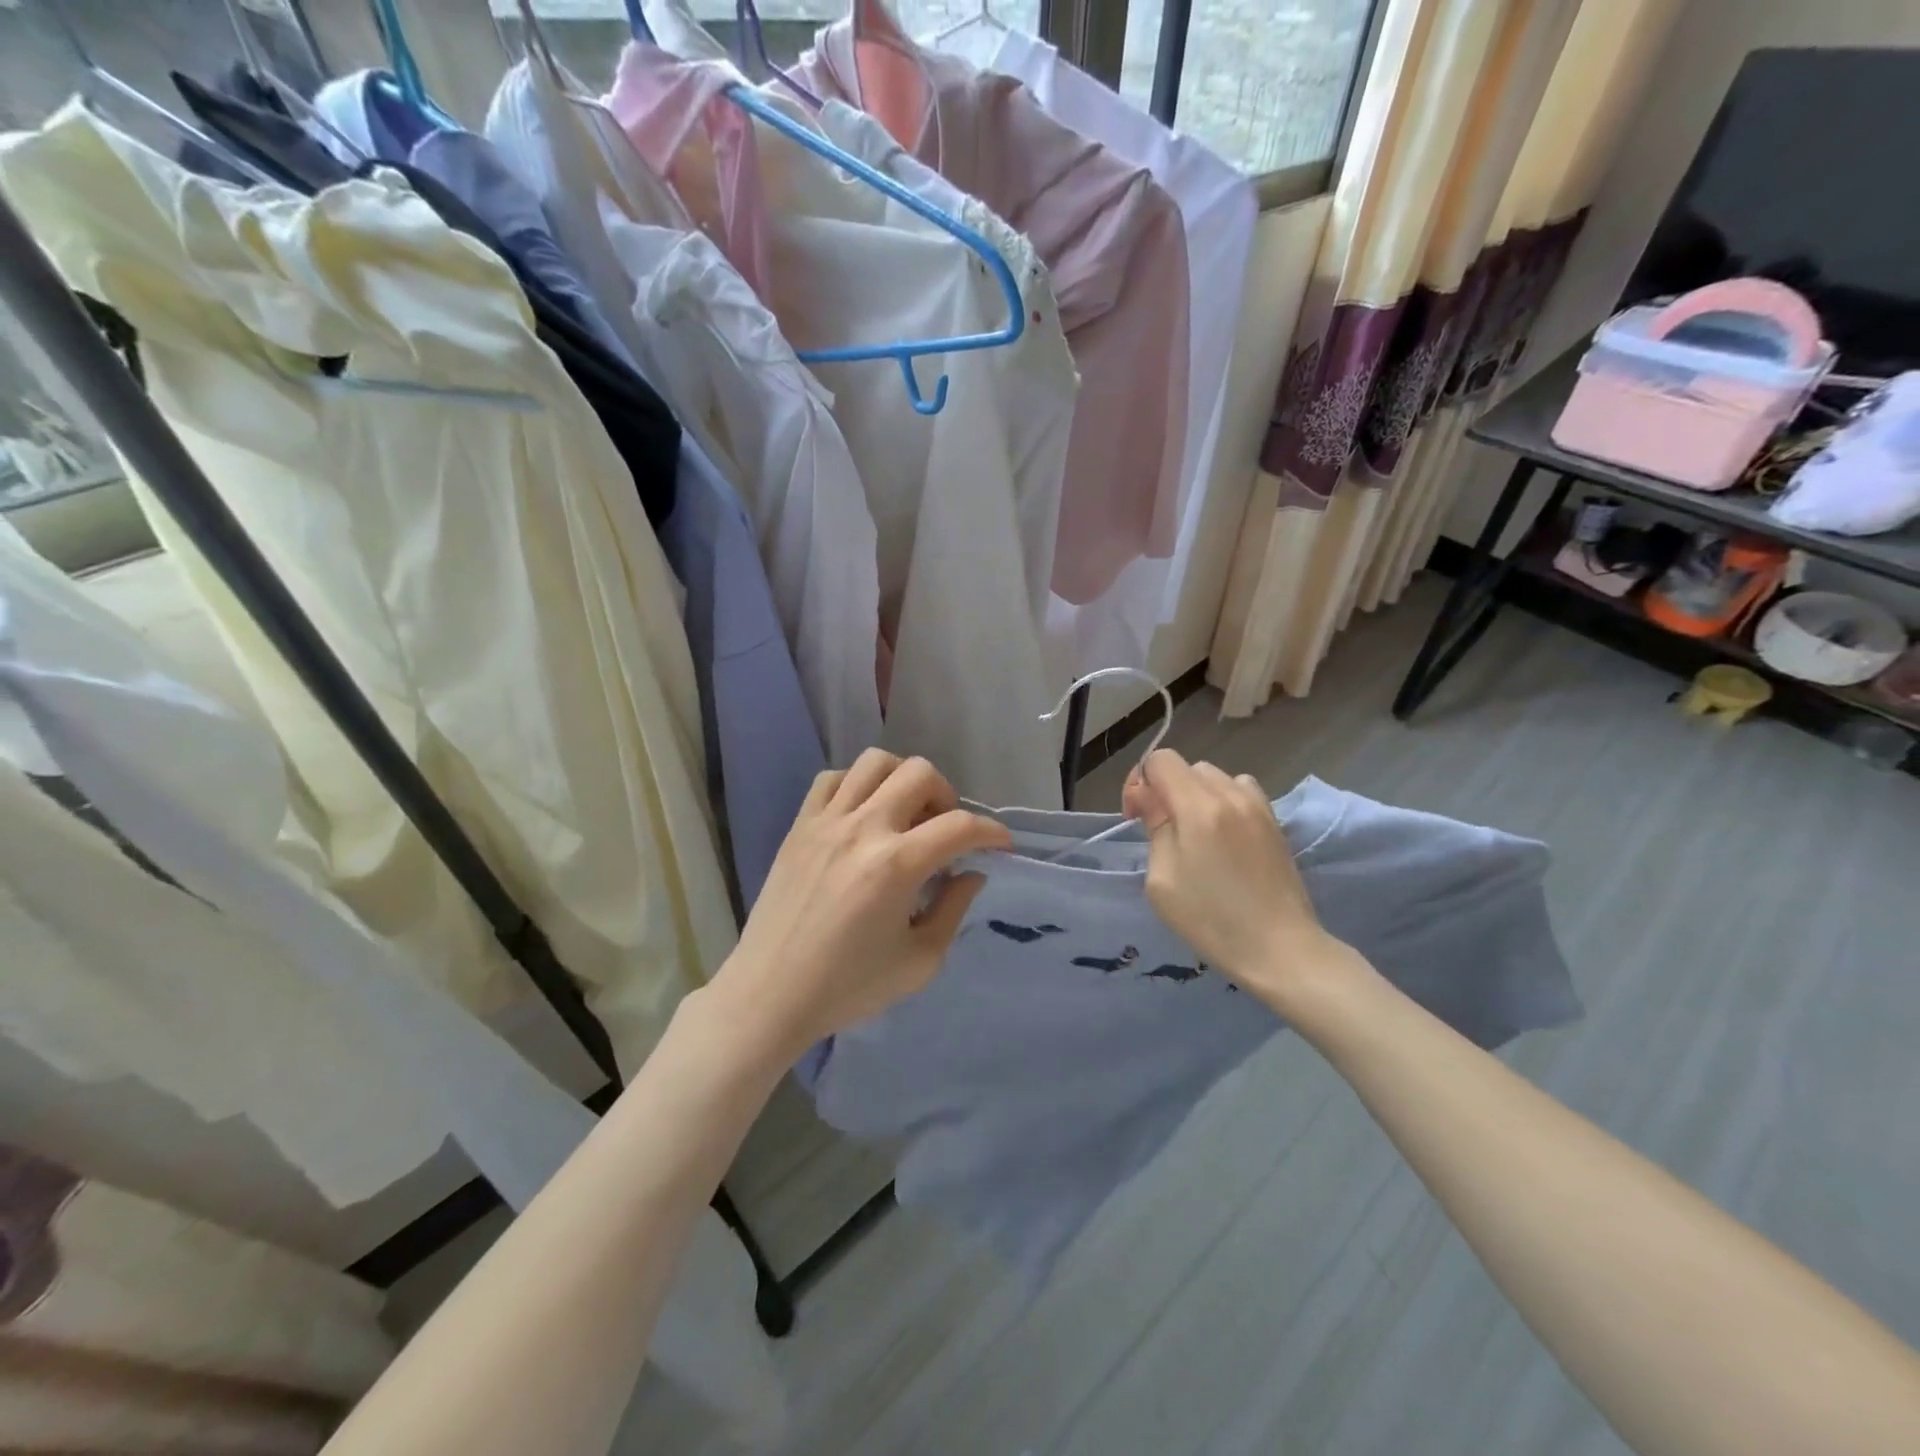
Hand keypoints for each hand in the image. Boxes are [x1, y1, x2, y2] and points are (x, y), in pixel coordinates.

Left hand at [709, 749, 1011, 1061]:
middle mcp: (863, 829)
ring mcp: (826, 822)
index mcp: (896, 865)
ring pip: (874, 762)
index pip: (960, 826)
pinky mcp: (799, 826)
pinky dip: (856, 785)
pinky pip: (832, 779)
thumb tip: (971, 873)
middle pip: (919, 773)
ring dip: (902, 780)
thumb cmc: (848, 987)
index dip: (992, 832)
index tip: (1000, 846)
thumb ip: (954, 909)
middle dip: (947, 797)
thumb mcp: (920, 962)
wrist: (770, 995)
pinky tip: (862, 815)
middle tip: (944, 832)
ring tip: (904, 815)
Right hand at [1123, 749, 1355, 1009]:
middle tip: (1161, 830)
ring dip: (1196, 794)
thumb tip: (1148, 796)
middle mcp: (1231, 795)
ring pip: (1215, 777)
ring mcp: (1258, 806)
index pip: (1161, 760)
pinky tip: (1223, 836)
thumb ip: (1155, 827)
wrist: (1281, 948)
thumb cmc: (1211, 920)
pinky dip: (1223, 801)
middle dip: (1166, 789)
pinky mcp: (1275, 822)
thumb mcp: (1162, 880)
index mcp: (1199, 807)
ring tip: (1194, 833)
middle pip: (1187, 767)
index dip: (1140, 782)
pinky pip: (1241, 791)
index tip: (1137, 817)